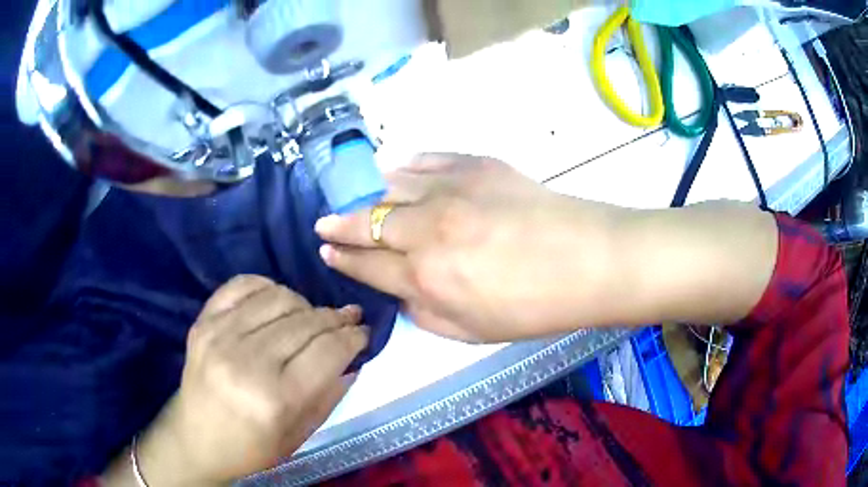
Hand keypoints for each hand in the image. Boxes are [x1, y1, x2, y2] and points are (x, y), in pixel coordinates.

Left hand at [133, 276, 367, 484]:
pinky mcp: (203, 322)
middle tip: (348, 318)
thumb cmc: (251, 447)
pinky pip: (242, 285)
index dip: (353, 337)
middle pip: (306, 321)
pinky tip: (276, 301)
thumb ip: (329, 395)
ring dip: (304, 304)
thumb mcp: (299, 435)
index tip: (363, 332)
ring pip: (278, 297)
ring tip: (310, 317)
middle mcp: (247, 360)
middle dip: (335, 318)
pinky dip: (266, 286)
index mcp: (276, 398)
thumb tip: (353, 357)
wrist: (195, 440)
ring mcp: (220, 335)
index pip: (328, 351)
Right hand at [315, 154, 622, 342]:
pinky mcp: (474, 164)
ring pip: (390, 186)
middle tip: (323, 222)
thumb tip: (401, 293)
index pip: (367, 264)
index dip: (343, 258)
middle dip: (339, 224)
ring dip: (366, 194)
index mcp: (424, 276)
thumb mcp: (471, 332)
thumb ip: (425, 314)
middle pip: (367, 222)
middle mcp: (426, 229)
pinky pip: (426, 160)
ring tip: (354, 197)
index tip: (326, 250)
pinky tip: (395, 168)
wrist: (587, 260)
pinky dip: (405, 166)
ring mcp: (449, 190)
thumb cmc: (533, 307)